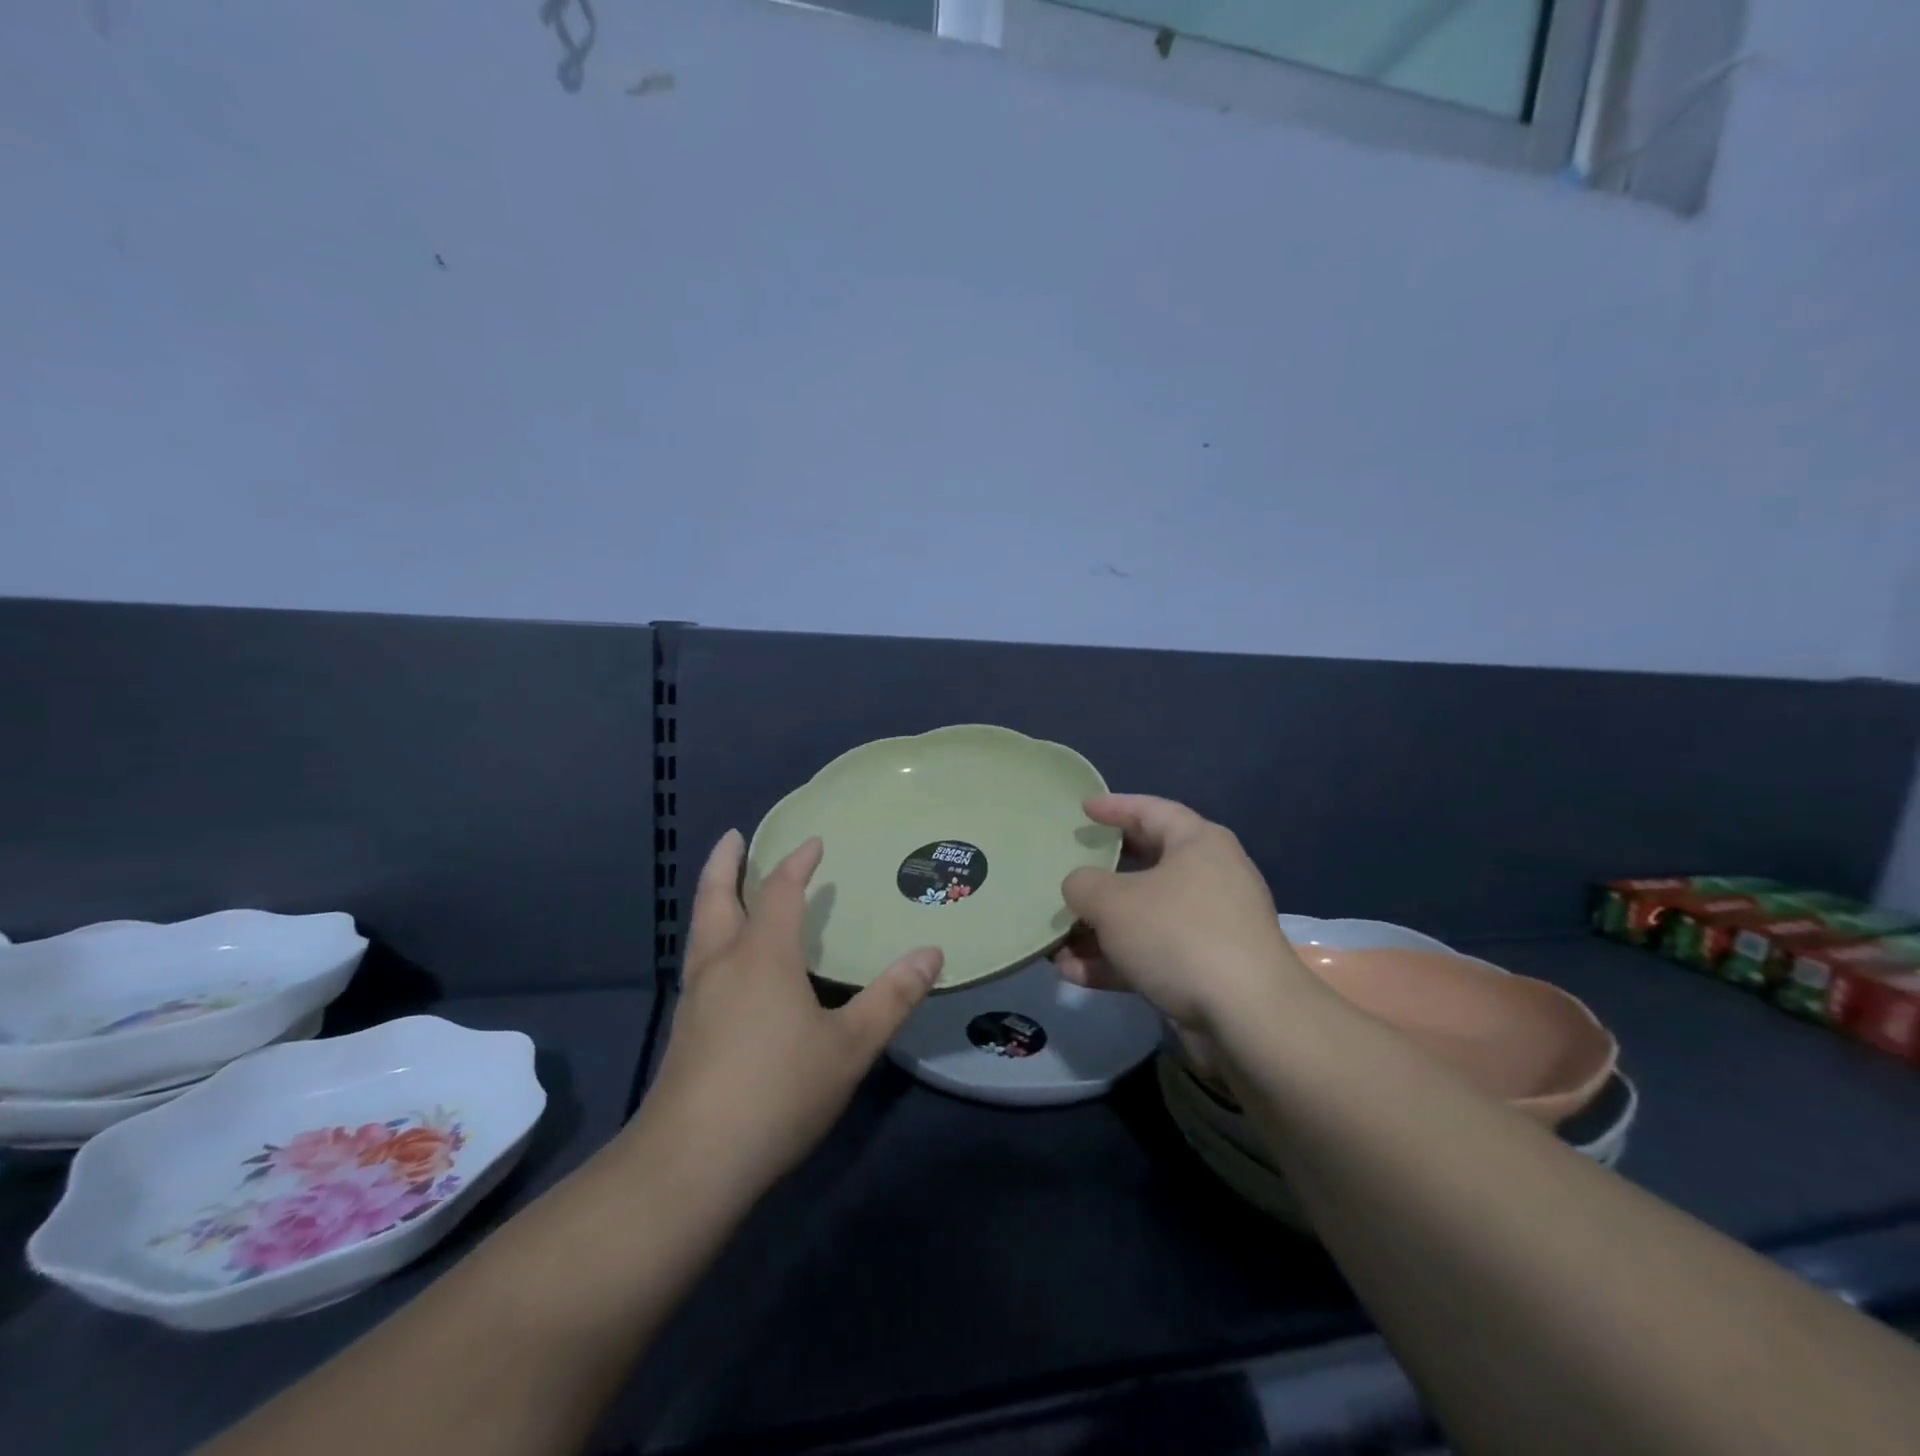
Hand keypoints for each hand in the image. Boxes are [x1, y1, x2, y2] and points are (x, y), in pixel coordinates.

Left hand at [636, 831, 943, 1203]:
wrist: (691, 1162)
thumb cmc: (778, 1091)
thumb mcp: (850, 1046)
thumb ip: (892, 997)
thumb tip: (932, 952)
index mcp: (763, 956)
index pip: (779, 893)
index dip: (797, 864)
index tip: (812, 843)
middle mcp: (723, 965)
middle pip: (717, 899)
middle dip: (725, 865)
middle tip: (733, 837)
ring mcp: (696, 998)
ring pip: (700, 931)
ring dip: (711, 899)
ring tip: (722, 887)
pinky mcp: (684, 1031)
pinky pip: (698, 962)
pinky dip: (709, 938)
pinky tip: (721, 964)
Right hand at [1053, 794, 1306, 1034]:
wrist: (1247, 1018)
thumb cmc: (1177, 934)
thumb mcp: (1113, 901)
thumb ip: (1083, 885)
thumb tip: (1079, 887)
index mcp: (1197, 844)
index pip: (1151, 810)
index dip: (1114, 806)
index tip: (1083, 808)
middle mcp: (1209, 878)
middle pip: (1146, 864)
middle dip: (1101, 873)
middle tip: (1069, 867)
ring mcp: (1209, 927)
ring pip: (1144, 916)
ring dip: (1099, 928)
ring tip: (1056, 937)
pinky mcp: (1205, 970)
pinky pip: (1151, 954)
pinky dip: (1115, 960)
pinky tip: (1073, 973)